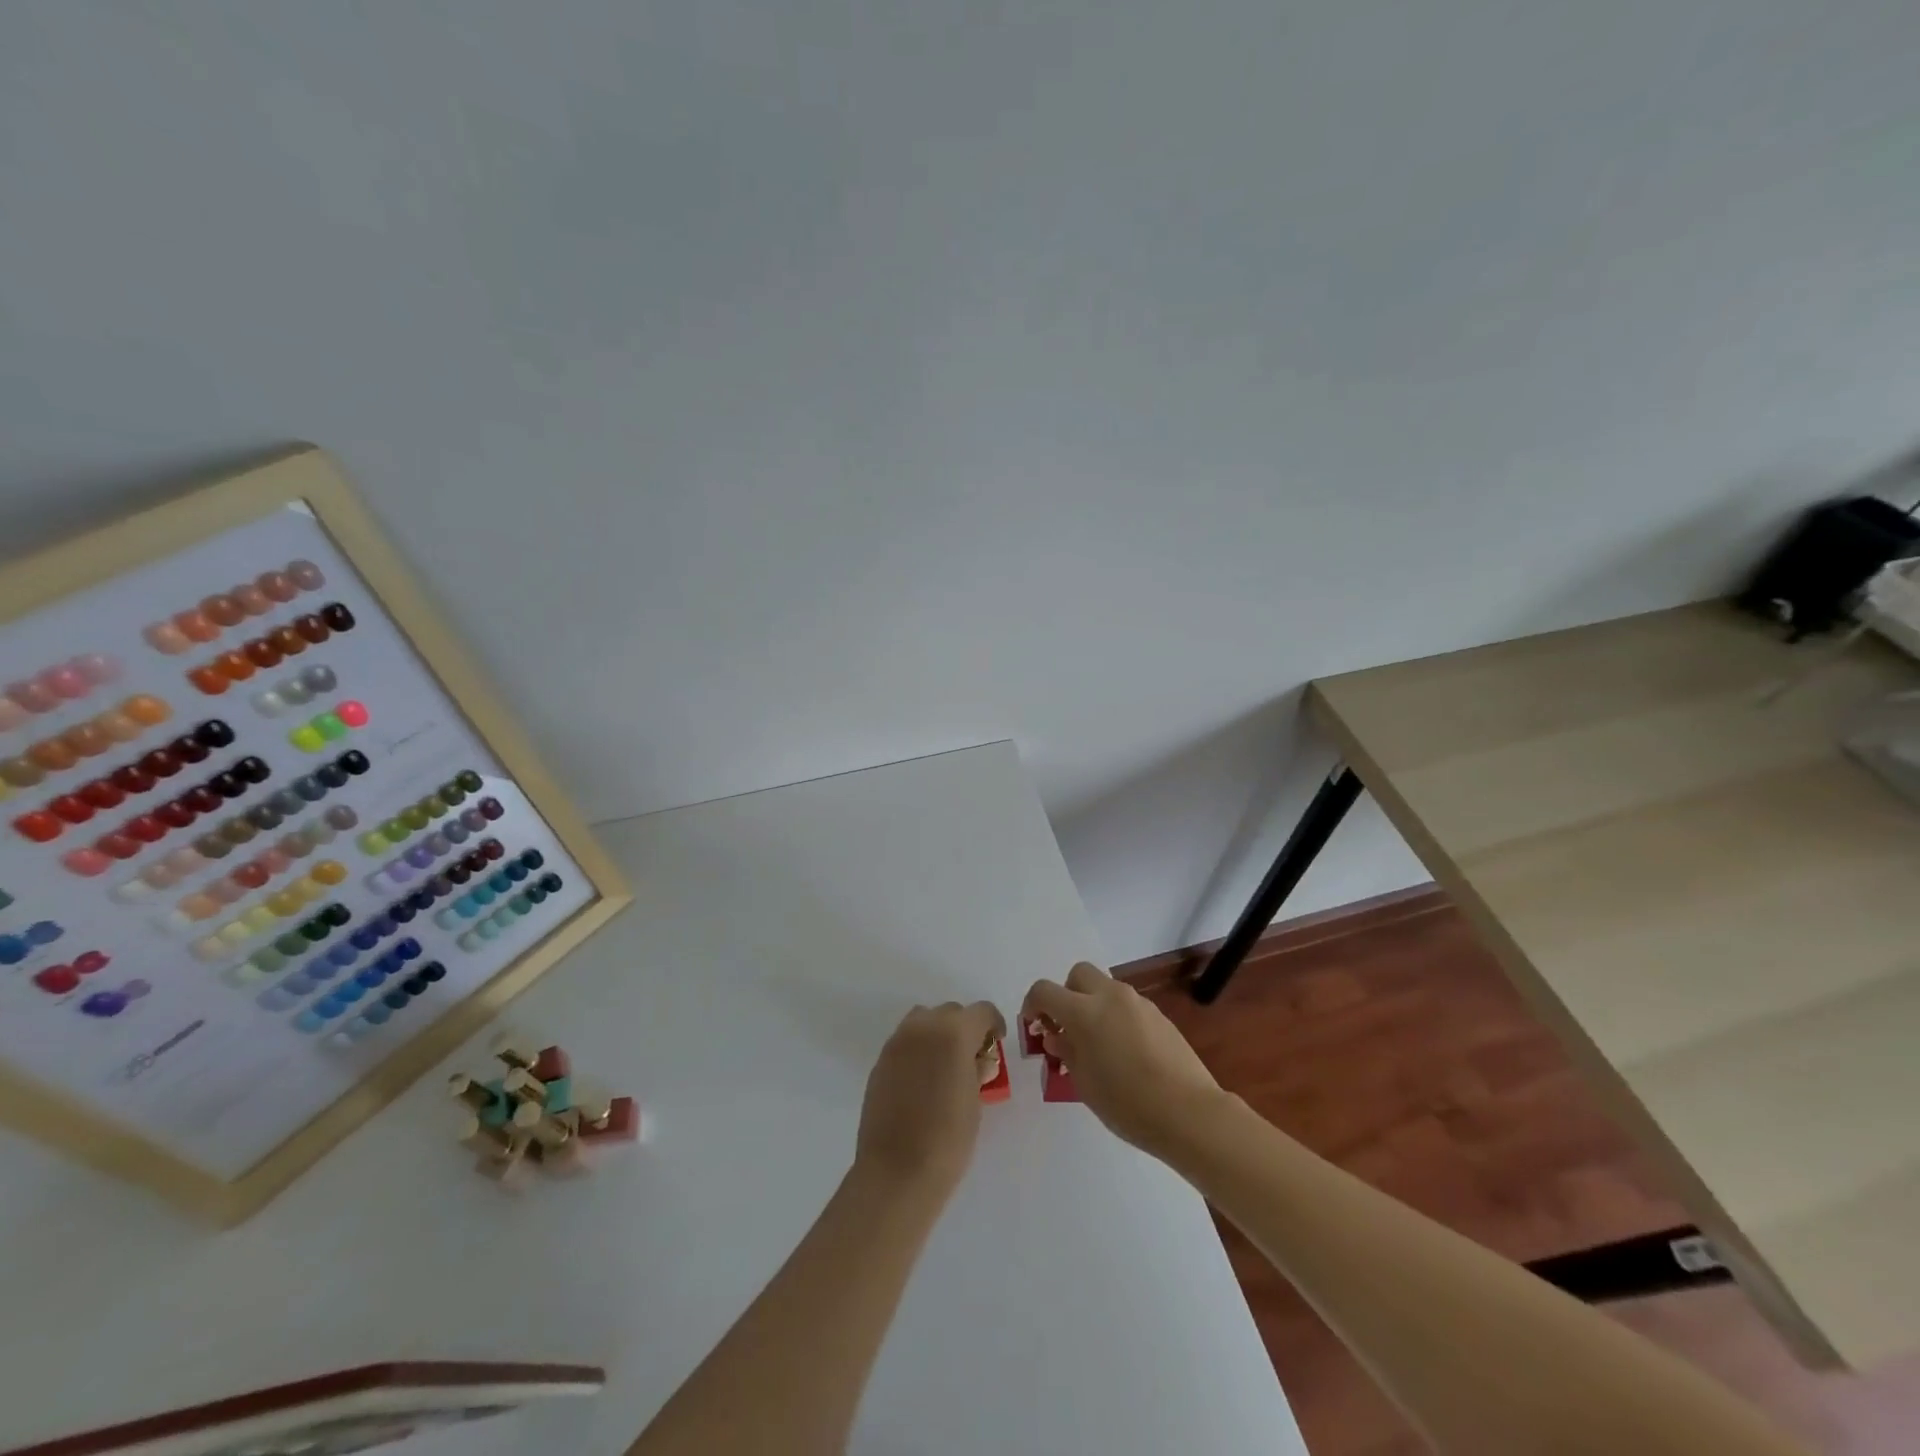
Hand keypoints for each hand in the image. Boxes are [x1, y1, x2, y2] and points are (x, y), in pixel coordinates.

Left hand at [855, 1001, 1006, 1195]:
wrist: (896, 1172)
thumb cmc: (947, 1139)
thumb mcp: (974, 1103)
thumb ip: (977, 1071)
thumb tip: (979, 1060)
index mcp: (954, 1033)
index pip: (981, 1011)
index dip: (993, 1024)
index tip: (996, 1044)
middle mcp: (923, 1027)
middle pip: (951, 1012)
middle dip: (965, 1028)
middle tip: (972, 1058)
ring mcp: (897, 1042)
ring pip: (923, 1020)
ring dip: (938, 1033)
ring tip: (945, 1065)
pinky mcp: (880, 1061)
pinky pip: (905, 1042)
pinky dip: (918, 1049)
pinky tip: (922, 1081)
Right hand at [1022, 962, 1224, 1158]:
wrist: (1189, 1112)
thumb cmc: (1127, 1104)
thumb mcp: (1084, 1083)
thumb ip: (1067, 1052)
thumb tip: (1058, 1036)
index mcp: (1085, 1012)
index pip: (1045, 991)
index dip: (1032, 1004)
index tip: (1034, 1025)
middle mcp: (1110, 997)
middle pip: (1078, 975)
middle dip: (1067, 994)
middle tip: (1066, 1027)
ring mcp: (1138, 1003)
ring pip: (1105, 988)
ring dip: (1092, 1005)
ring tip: (1097, 1044)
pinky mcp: (1159, 1015)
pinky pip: (1127, 1005)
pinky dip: (1115, 1017)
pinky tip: (1124, 1051)